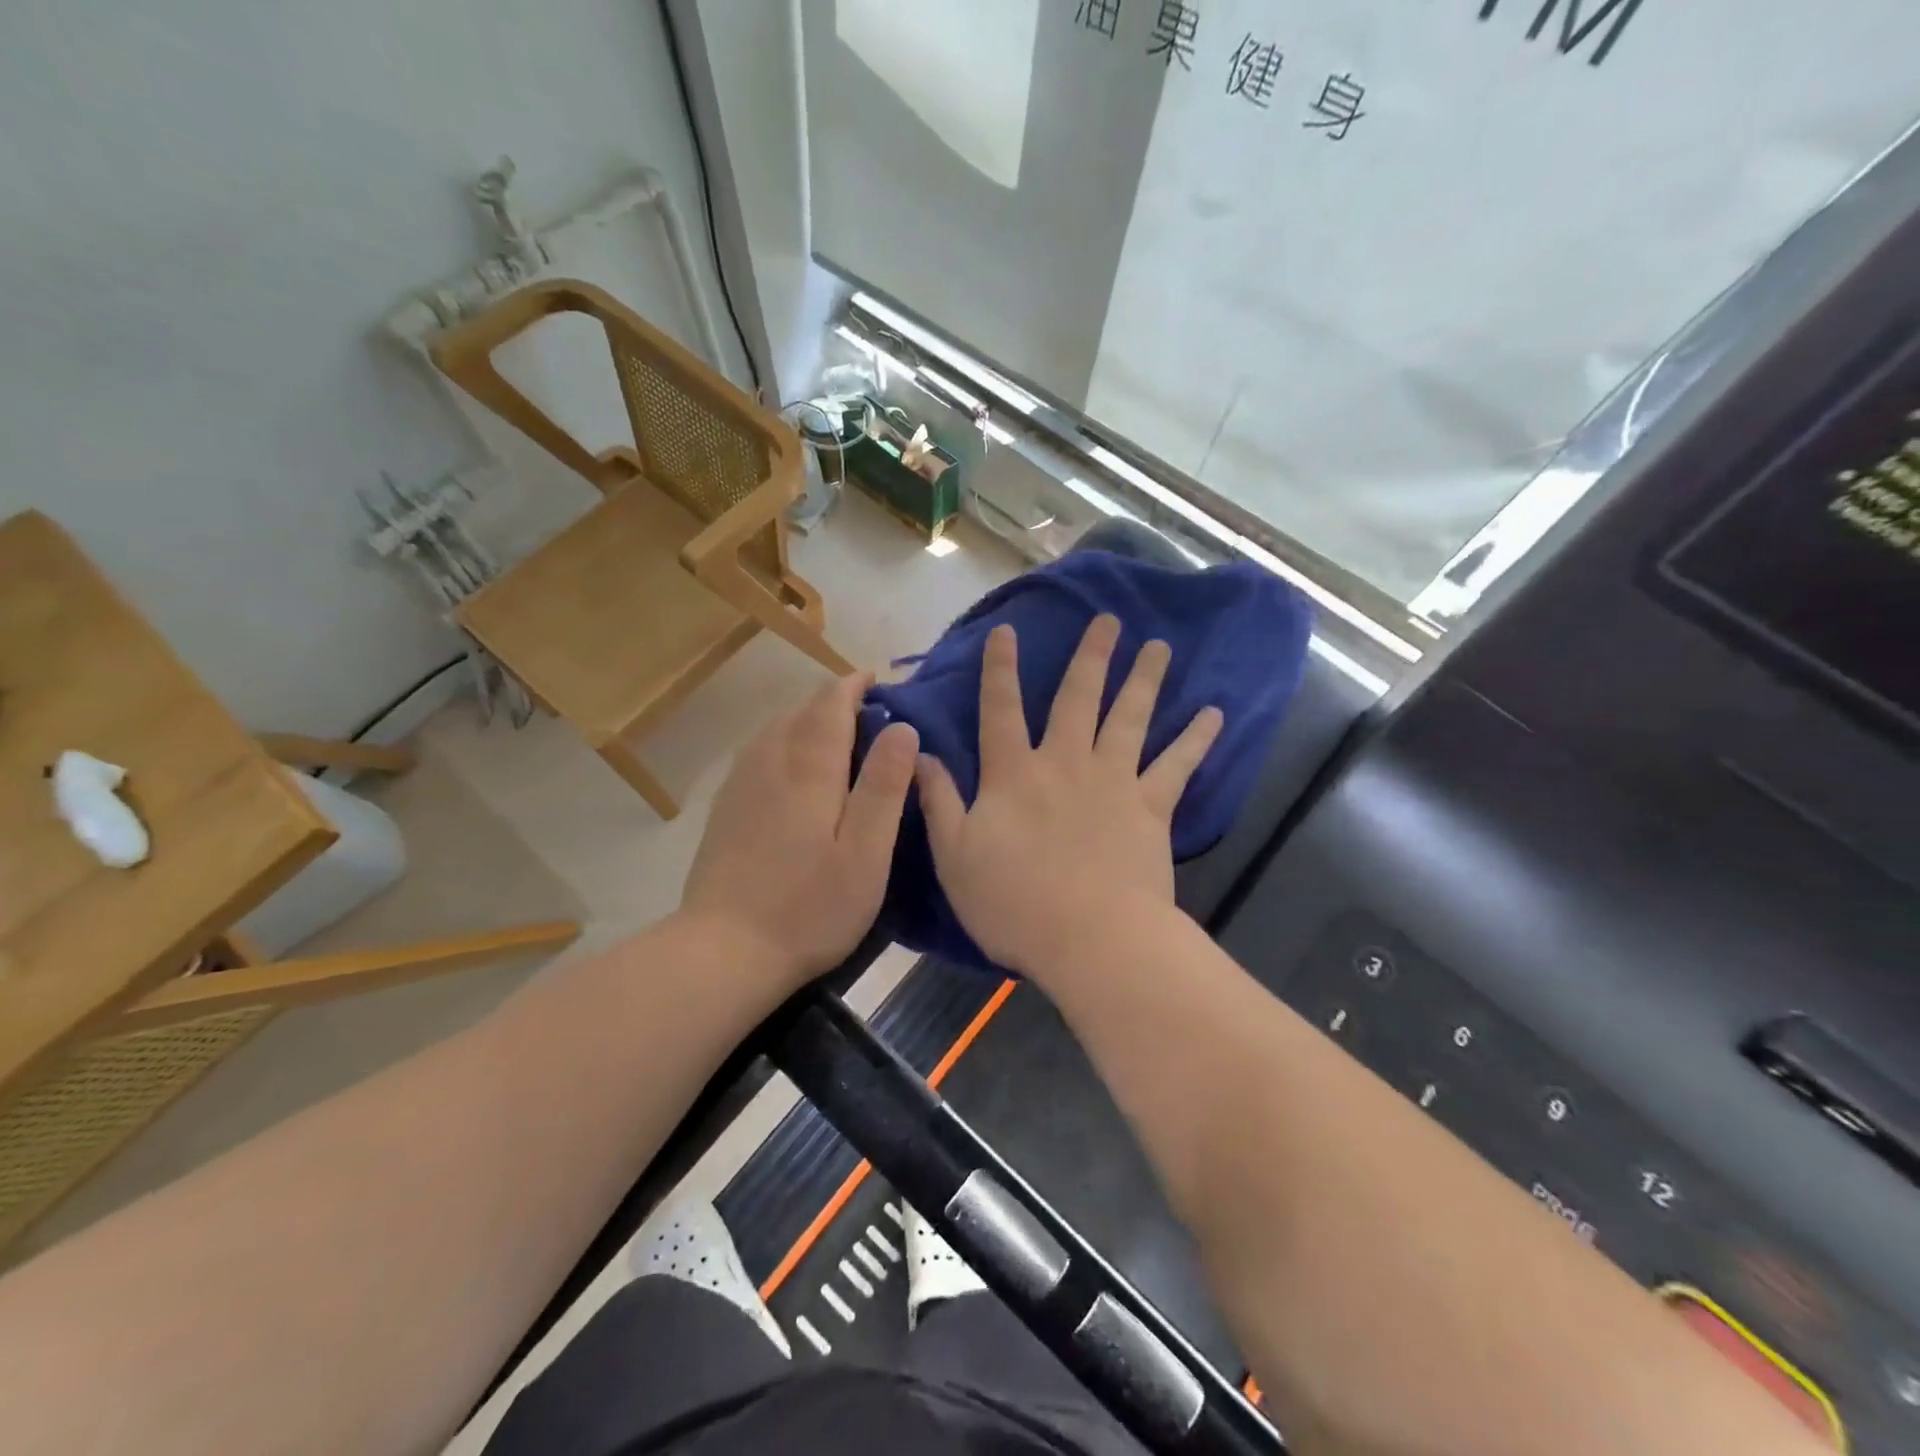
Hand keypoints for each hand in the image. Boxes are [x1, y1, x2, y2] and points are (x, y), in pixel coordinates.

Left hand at [681, 672, 918, 987]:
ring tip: (838, 737)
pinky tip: (794, 769)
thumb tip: (903, 727)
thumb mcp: (866, 853)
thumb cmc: (809, 907)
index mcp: (808, 767)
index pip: (830, 703)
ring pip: (776, 729)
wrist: (724, 950)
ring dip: (808, 720)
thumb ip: (884, 786)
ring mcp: (740, 783)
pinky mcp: (725, 807)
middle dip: (835, 701)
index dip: (855, 685)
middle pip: (801, 710)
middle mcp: (769, 761)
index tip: (880, 681)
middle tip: (871, 715)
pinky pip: (759, 752)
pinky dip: (784, 743)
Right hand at [916, 616, 1222, 981]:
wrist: (1090, 939)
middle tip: (1109, 619)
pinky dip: (1196, 740)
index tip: (1006, 631)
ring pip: (1130, 718)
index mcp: (1014, 774)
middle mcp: (1065, 763)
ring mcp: (1113, 781)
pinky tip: (1214, 714)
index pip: (1000, 710)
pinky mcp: (1151, 808)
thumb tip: (922, 755)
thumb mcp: (954, 856)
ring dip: (1145, 679)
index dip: (1000, 669)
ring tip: (1160, 646)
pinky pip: (1177, 766)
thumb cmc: (1013, 903)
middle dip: (1091, 656)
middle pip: (1078, 699)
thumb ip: (939, 801)